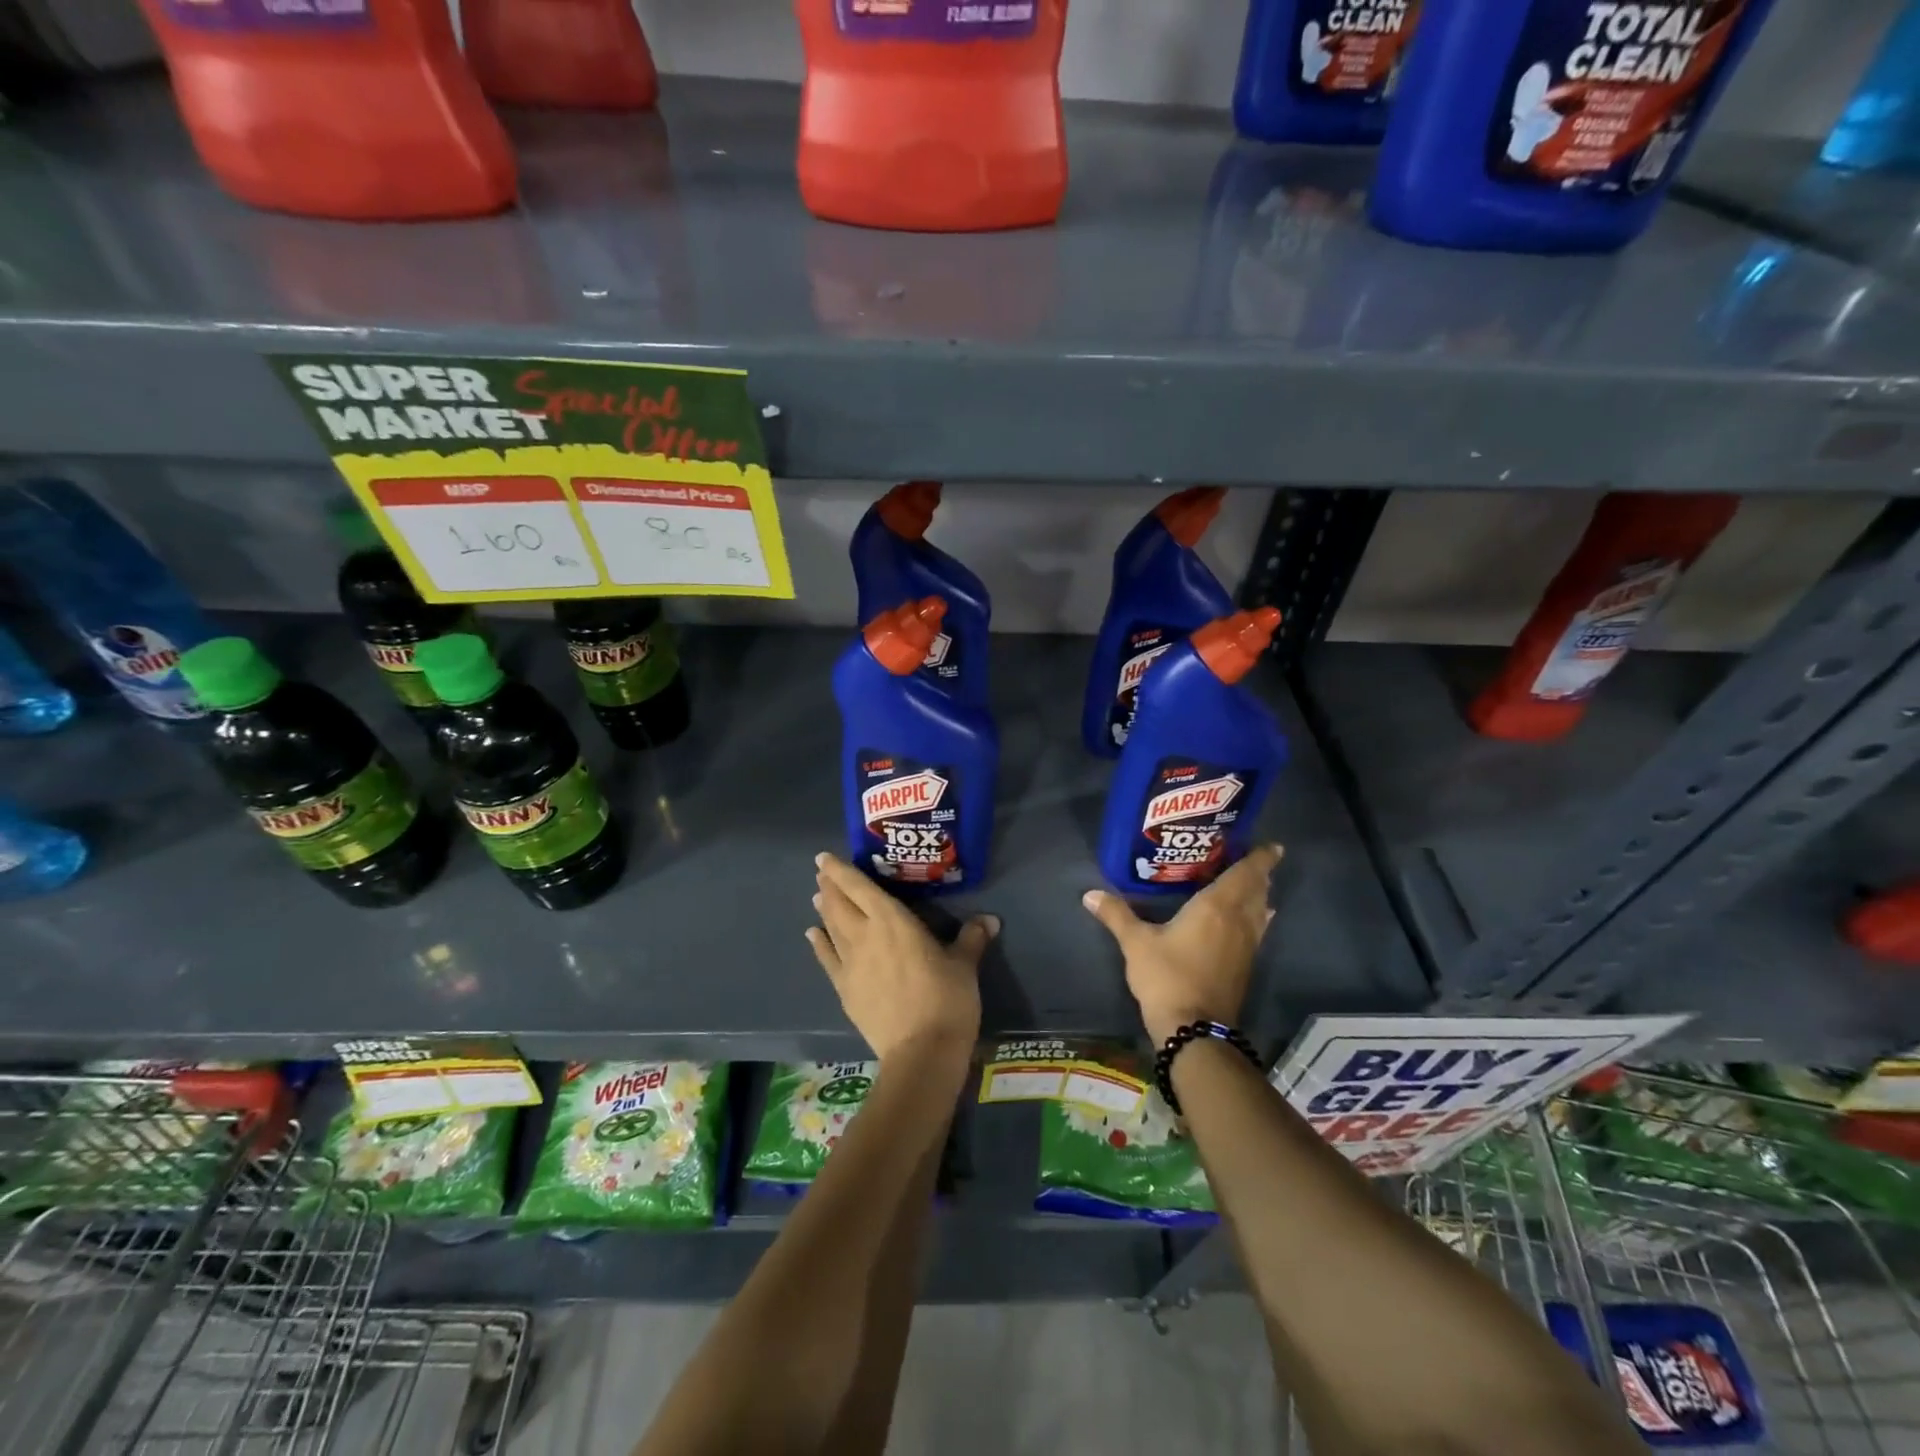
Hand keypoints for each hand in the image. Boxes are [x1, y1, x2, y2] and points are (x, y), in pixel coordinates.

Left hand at [805, 852, 996, 1063]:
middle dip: (830, 887)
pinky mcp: (845, 990)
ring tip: (818, 897)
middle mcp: (865, 936)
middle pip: (840, 904)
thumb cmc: (946, 1000)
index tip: (824, 857)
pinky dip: (819, 944)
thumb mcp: (964, 965)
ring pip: (832, 928)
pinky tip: (813, 935)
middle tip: (822, 873)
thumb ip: (972, 938)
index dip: (841, 870)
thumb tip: (990, 919)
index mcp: (893, 921)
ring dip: (825, 910)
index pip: (860, 887)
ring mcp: (851, 964)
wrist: (921, 1052)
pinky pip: (827, 959)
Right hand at [1083, 844, 1282, 1045]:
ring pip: (1260, 912)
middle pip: (1257, 891)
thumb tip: (1090, 894)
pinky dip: (1257, 918)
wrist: (1194, 1029)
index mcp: (1216, 907)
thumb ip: (1117, 915)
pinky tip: (1250, 921)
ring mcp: (1246, 946)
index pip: (1245, 875)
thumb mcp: (1136, 943)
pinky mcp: (1244, 967)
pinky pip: (1257, 930)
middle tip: (1258, 859)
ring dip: (1261, 896)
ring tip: (1257, 884)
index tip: (1272, 845)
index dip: (1261, 859)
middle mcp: (1238, 921)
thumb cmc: (1167, 977)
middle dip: (1260, 874)